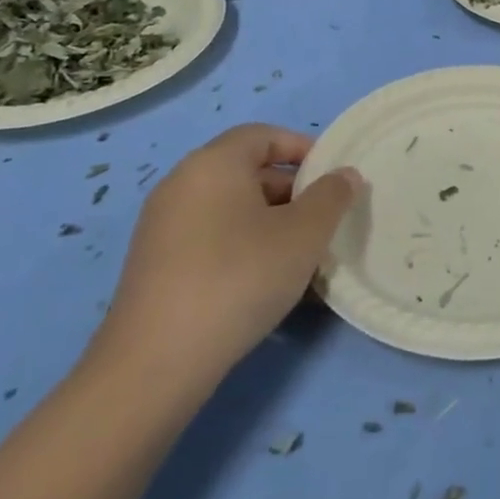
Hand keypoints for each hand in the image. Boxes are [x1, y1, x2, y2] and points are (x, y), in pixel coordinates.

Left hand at [90, 125, 362, 395]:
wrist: (156, 363)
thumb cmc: (239, 278)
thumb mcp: (304, 234)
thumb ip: (332, 196)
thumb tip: (344, 175)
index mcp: (213, 164)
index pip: (263, 135)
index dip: (303, 147)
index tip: (333, 176)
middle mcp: (181, 184)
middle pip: (246, 171)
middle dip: (291, 190)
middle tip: (323, 219)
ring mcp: (162, 225)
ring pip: (230, 207)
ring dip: (270, 221)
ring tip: (301, 255)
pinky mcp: (154, 264)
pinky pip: (210, 236)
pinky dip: (242, 244)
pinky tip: (264, 281)